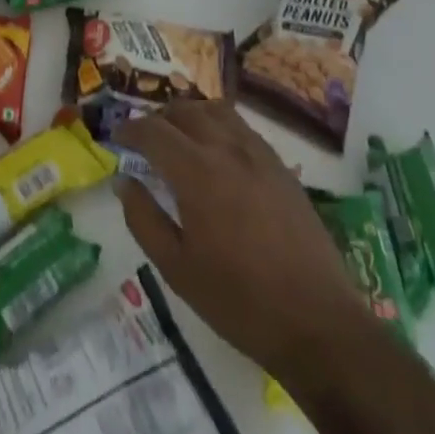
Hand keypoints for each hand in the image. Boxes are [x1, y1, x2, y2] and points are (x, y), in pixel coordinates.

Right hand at [115, 101, 365, 373]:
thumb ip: (143, 218)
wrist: (317, 322)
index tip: (117, 138)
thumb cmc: (238, 301)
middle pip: (184, 111)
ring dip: (190, 115)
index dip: (130, 129)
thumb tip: (123, 181)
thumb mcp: (176, 268)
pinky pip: (242, 128)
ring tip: (178, 137)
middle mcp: (227, 149)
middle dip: (157, 119)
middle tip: (144, 140)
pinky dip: (219, 126)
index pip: (153, 131)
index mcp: (197, 172)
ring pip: (216, 111)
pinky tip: (217, 153)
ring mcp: (259, 155)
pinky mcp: (282, 167)